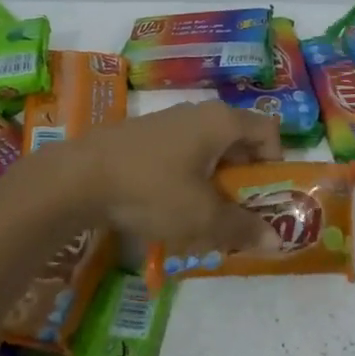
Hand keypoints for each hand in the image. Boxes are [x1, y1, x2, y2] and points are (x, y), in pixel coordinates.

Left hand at [67, 102, 283, 252]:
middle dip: (244, 180)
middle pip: (239, 142)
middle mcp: (199, 113)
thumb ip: (242, 229)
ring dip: (214, 183)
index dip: (276, 164)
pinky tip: (167, 208)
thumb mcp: (203, 218)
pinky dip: (186, 179)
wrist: (77, 178)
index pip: (269, 132)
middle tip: (237, 215)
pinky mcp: (143, 136)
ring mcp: (168, 122)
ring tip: (202, 218)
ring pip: (208, 151)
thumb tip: (277, 242)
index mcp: (222, 122)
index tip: (264, 197)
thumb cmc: (152, 190)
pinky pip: (181, 155)